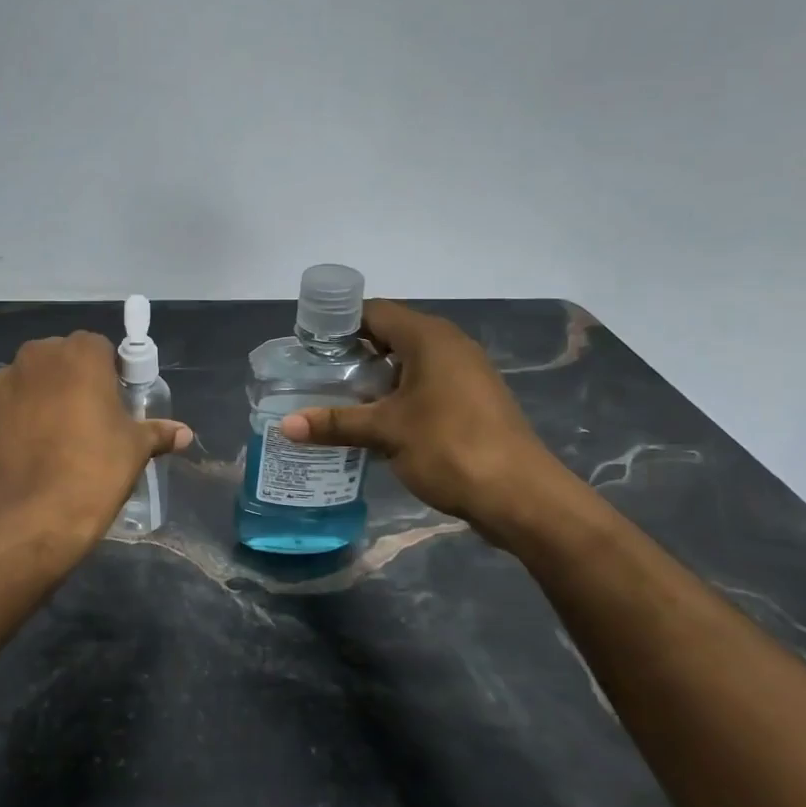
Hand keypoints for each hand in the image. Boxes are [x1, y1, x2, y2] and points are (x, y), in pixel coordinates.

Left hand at [0, 332, 191, 549]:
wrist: (25, 521)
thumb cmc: (92, 473)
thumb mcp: (134, 451)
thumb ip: (157, 433)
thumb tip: (184, 433)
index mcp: (79, 354)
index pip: (98, 347)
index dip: (108, 372)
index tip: (114, 403)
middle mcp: (34, 357)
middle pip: (59, 360)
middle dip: (70, 382)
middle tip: (85, 421)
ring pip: (26, 384)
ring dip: (38, 400)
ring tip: (49, 443)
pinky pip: (0, 412)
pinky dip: (10, 425)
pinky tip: (22, 457)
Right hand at [279, 300, 573, 539]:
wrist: (520, 495)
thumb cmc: (450, 447)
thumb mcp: (386, 432)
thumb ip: (336, 423)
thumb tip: (285, 426)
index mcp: (428, 337)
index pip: (373, 312)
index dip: (338, 324)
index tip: (308, 345)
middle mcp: (448, 345)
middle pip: (389, 336)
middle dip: (351, 354)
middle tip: (316, 375)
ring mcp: (463, 373)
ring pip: (407, 364)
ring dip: (374, 380)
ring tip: (336, 400)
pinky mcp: (470, 401)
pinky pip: (423, 386)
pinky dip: (396, 397)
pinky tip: (374, 423)